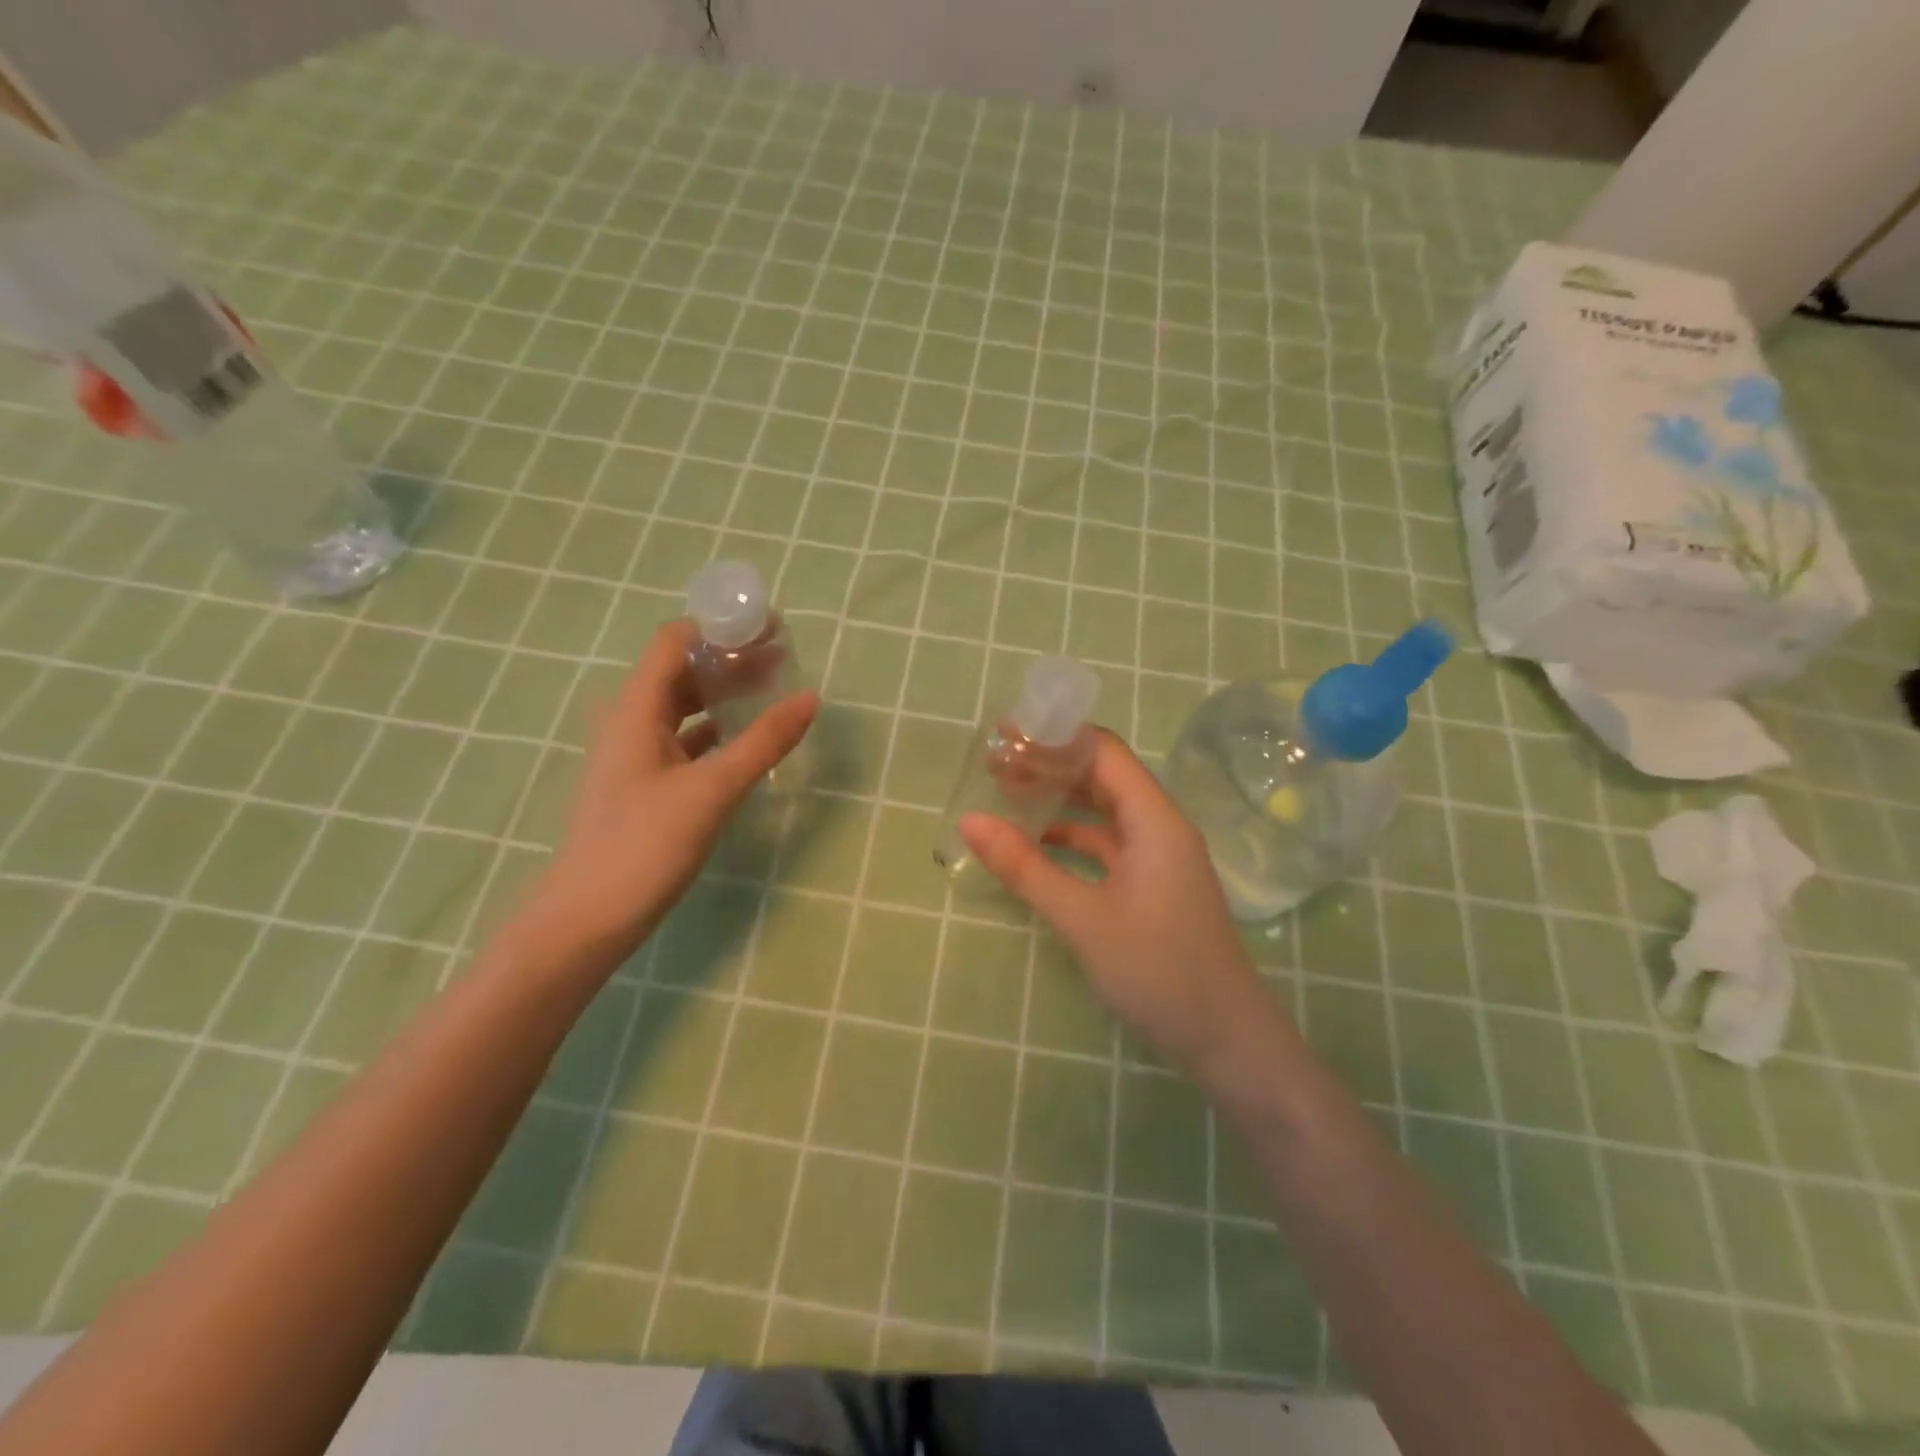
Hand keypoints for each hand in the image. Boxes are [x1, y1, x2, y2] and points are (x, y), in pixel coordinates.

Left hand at [524, 620, 816, 959]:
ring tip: (774, 689)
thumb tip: (810, 697)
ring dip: (726, 693)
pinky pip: (686, 739)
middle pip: (682, 670)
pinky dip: (717, 729)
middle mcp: (631, 721)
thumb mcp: (712, 789)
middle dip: (731, 658)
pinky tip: (748, 739)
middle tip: (784, 657)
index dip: (719, 626)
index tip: (768, 627)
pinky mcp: (646, 783)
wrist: (588, 917)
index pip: (675, 641)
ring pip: (685, 706)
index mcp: (635, 708)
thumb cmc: (645, 844)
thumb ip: (763, 741)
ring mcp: (636, 754)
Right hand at [958, 730, 1290, 1090]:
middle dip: (1051, 765)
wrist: (1227, 1040)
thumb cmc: (1158, 971)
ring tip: (1008, 794)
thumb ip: (1025, 867)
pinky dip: (1073, 837)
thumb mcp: (1082, 918)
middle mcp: (1160, 827)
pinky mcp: (1153, 885)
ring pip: (1105, 811)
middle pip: (1103, 776)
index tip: (1005, 734)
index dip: (1055, 737)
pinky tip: (1038, 843)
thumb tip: (969, 821)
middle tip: (995, 764)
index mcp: (1154, 820)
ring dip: (1061, 800)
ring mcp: (1159, 857)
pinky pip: (1108, 844)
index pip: (1104, 752)